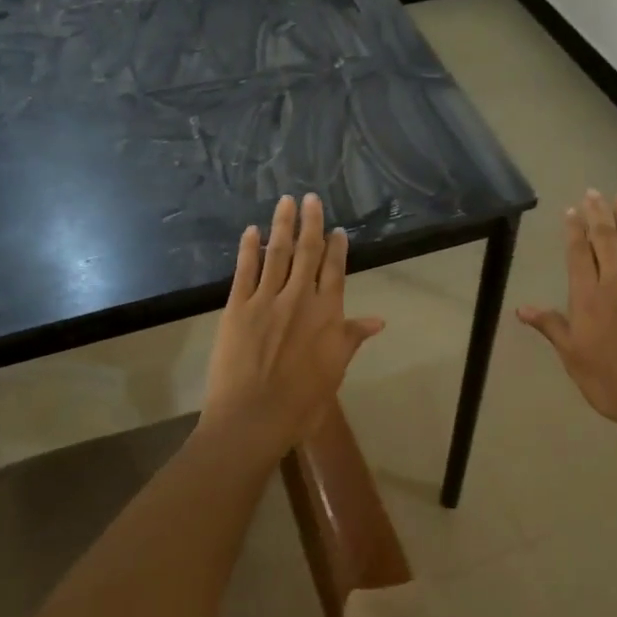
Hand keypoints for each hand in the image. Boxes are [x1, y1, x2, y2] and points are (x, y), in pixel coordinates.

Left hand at [201, 193, 385, 453]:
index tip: (338, 229)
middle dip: (310, 223)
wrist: (253, 418)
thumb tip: (378, 320)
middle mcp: (299, 298)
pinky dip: (248, 249)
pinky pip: (244, 271)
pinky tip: (251, 231)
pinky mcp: (237, 307)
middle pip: (307, 252)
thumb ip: (351, 339)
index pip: (335, 271)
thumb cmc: (301, 403)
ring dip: (282, 225)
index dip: (337, 248)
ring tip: (285, 201)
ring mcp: (266, 300)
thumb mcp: (335, 371)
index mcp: (327, 314)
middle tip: (310, 197)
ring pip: (277, 253)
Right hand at [517, 189, 616, 435]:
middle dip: (598, 215)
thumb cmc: (609, 380)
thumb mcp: (572, 356)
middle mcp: (616, 283)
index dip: (574, 231)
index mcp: (588, 297)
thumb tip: (521, 309)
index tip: (572, 210)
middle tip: (594, 192)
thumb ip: (551, 326)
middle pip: (606, 241)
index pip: (578, 255)